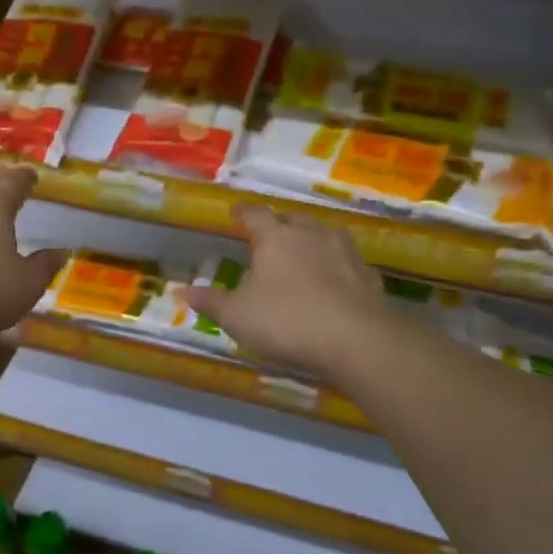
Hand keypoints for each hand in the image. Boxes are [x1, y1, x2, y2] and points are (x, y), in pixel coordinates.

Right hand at [178, 206, 389, 379]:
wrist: (356, 340)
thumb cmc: (286, 321)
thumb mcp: (237, 317)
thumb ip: (212, 302)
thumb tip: (184, 291)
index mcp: (276, 237)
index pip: (254, 214)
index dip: (242, 213)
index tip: (234, 214)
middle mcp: (312, 234)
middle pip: (292, 219)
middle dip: (279, 225)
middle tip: (268, 237)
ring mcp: (345, 251)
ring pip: (324, 235)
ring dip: (311, 241)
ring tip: (301, 255)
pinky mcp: (368, 275)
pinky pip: (346, 262)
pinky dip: (336, 267)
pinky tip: (333, 283)